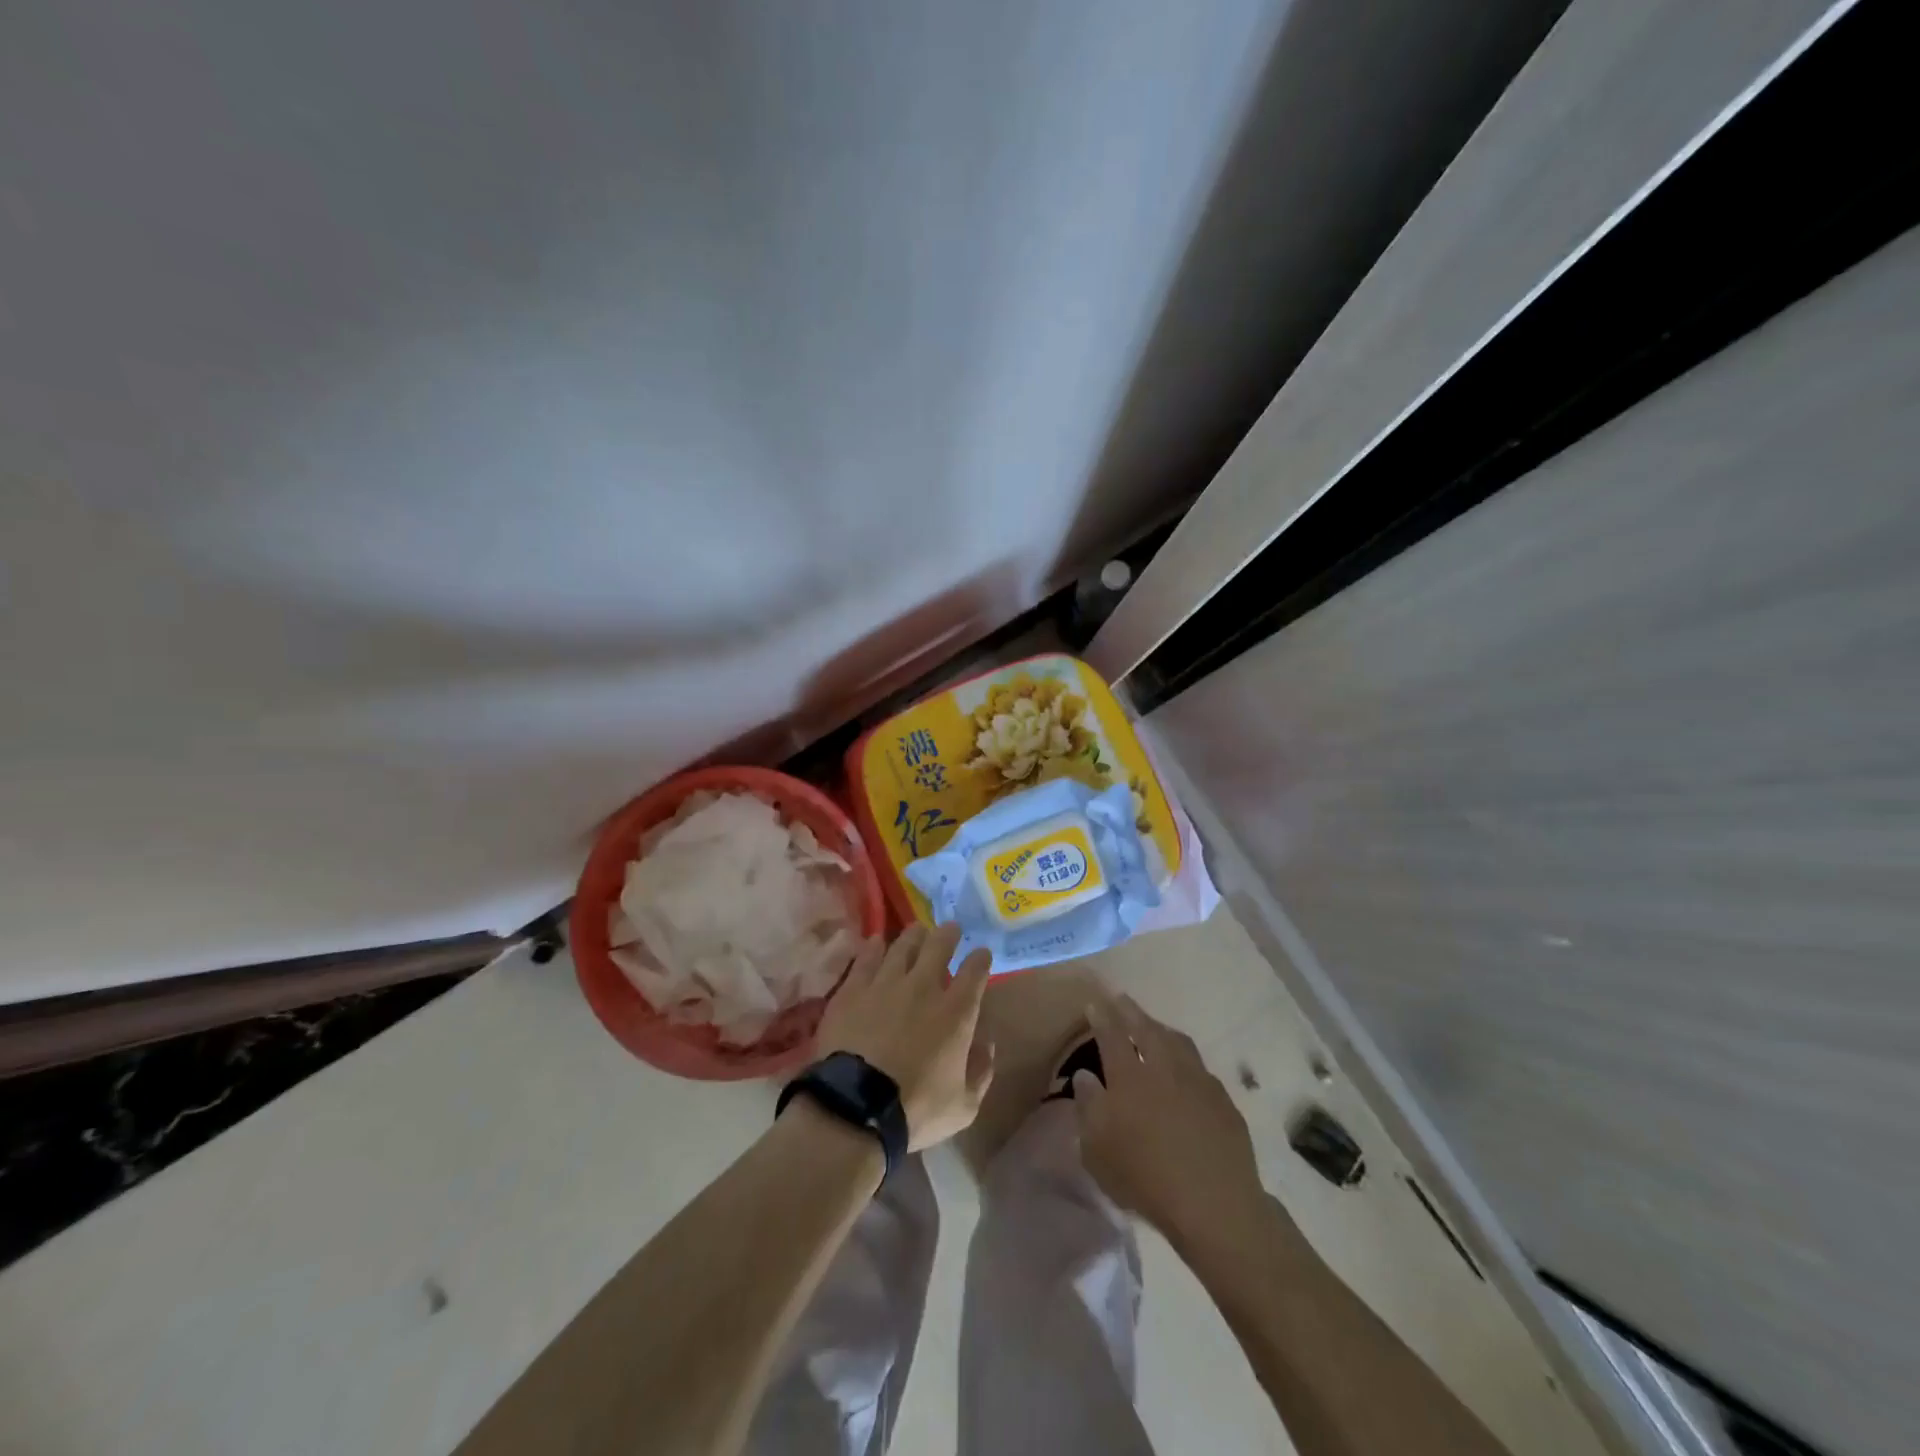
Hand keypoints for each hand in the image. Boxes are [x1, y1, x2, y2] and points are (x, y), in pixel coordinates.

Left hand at [813, 923, 994, 1150]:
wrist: (856, 1106)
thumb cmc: (916, 1110)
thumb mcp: (963, 1106)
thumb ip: (980, 1073)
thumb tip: (986, 1046)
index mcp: (957, 1012)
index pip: (975, 972)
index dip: (980, 959)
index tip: (981, 953)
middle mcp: (924, 987)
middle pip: (939, 946)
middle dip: (948, 934)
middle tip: (950, 929)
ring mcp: (886, 983)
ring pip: (903, 945)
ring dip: (914, 936)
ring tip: (917, 931)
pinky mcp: (853, 988)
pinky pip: (867, 958)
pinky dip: (874, 947)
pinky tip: (877, 942)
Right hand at [1073, 995, 1270, 1261]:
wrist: (1214, 1203)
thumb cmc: (1145, 1179)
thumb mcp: (1097, 1151)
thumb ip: (1088, 1108)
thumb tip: (1085, 1076)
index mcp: (1128, 1077)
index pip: (1111, 1035)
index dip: (1102, 1017)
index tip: (1095, 1003)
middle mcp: (1163, 1068)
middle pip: (1146, 1029)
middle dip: (1131, 1012)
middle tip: (1122, 1001)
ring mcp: (1197, 1080)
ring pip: (1177, 1042)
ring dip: (1161, 1029)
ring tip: (1153, 1026)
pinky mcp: (1223, 1100)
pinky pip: (1200, 1067)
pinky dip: (1186, 1059)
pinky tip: (1186, 1069)